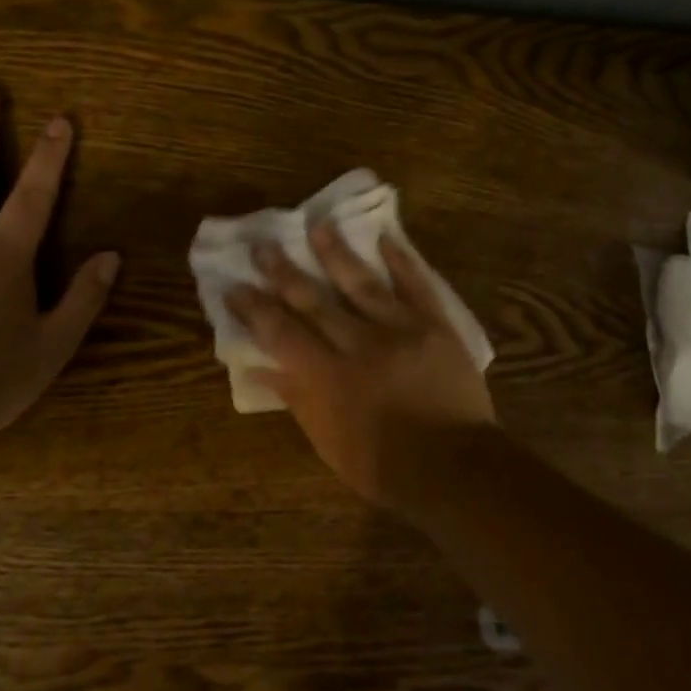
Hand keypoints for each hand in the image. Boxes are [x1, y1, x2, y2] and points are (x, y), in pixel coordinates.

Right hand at [225, 224, 495, 513]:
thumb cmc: (385, 465)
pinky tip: (386, 237)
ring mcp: (400, 329)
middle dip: (285, 271)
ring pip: (362, 282)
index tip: (235, 285)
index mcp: (329, 376)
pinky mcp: (435, 324)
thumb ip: (297, 399)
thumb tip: (261, 368)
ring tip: (318, 224)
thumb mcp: (330, 443)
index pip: (281, 333)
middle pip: (315, 300)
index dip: (256, 308)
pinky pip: (416, 285)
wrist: (455, 466)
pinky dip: (401, 260)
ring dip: (337, 253)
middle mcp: (360, 343)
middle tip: (263, 244)